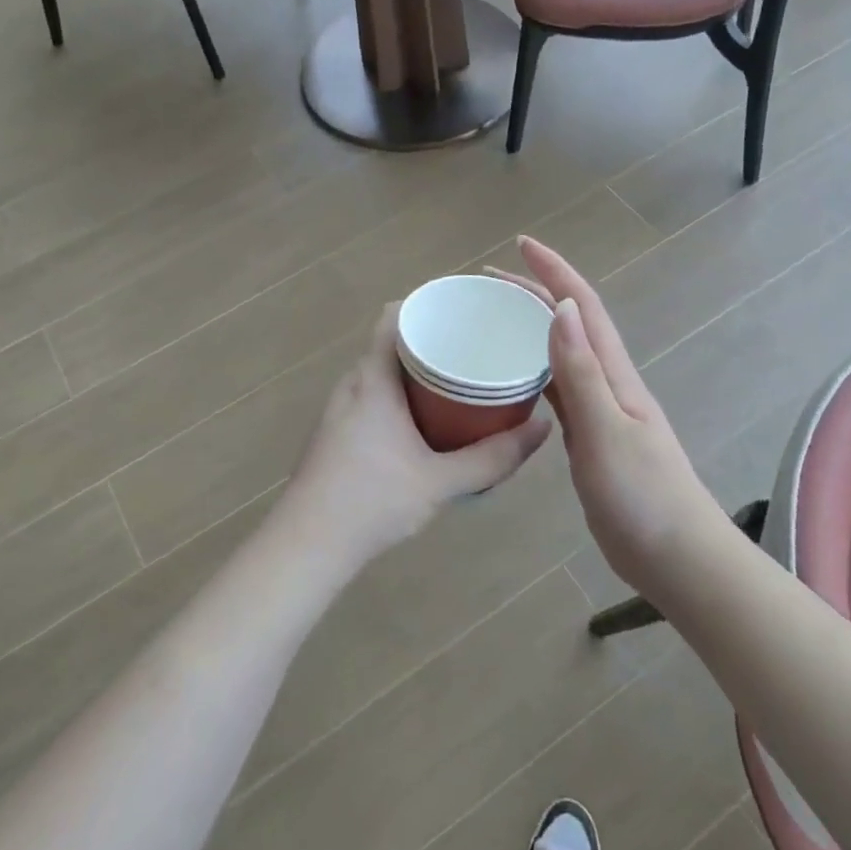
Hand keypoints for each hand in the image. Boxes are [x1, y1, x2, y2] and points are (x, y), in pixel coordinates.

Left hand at [278, 304, 551, 568]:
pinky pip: (372, 396)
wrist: (307, 545)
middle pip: (391, 343)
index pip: (394, 316)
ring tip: (458, 382)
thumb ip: (494, 457)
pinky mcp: (335, 433)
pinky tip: (424, 422)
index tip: (465, 311)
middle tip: (475, 349)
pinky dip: (399, 396)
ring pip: (381, 373)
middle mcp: (351, 384)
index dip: (428, 304)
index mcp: (372, 378)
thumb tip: (543, 427)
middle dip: (432, 341)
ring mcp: (338, 409)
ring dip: (415, 372)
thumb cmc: (373, 500)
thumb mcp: (441, 481)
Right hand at [491, 238, 729, 593]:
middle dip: (534, 293)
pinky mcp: (590, 438)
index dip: (554, 271)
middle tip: (487, 284)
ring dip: (531, 330)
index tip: (520, 245)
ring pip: (562, 356)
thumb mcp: (606, 431)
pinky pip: (557, 391)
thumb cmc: (643, 495)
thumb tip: (563, 308)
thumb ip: (582, 373)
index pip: (584, 307)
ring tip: (492, 321)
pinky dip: (534, 373)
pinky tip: (512, 379)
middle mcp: (607, 383)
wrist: (676, 556)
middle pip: (570, 324)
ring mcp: (600, 411)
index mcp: (614, 374)